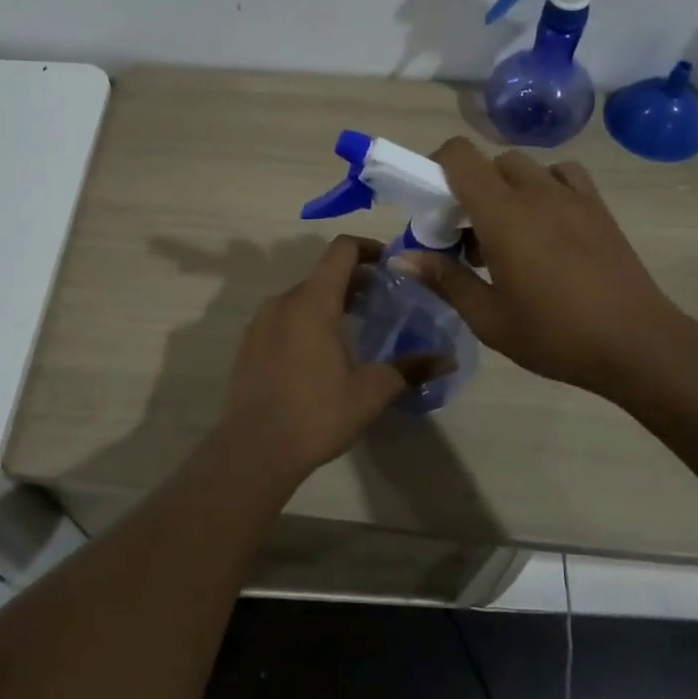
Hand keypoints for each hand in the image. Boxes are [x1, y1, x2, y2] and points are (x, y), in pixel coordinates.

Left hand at [211, 236, 429, 485]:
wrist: (254, 450)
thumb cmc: (316, 414)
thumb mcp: (371, 392)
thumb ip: (410, 369)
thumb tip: (448, 360)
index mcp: (313, 302)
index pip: (341, 250)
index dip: (368, 248)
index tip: (390, 265)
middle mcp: (283, 301)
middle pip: (323, 274)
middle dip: (354, 282)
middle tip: (383, 303)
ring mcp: (261, 322)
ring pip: (302, 297)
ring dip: (330, 302)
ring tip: (355, 329)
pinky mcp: (249, 344)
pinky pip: (283, 318)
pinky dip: (306, 321)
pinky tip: (321, 354)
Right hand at [399, 138, 697, 403]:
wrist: (637, 344)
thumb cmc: (555, 335)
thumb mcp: (489, 318)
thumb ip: (444, 280)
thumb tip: (400, 258)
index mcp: (502, 215)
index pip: (459, 156)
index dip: (435, 167)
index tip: (431, 205)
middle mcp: (536, 192)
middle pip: (490, 163)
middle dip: (469, 188)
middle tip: (468, 236)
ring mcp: (572, 196)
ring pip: (525, 167)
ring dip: (506, 188)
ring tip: (509, 232)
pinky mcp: (598, 207)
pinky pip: (563, 175)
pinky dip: (545, 186)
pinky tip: (547, 223)